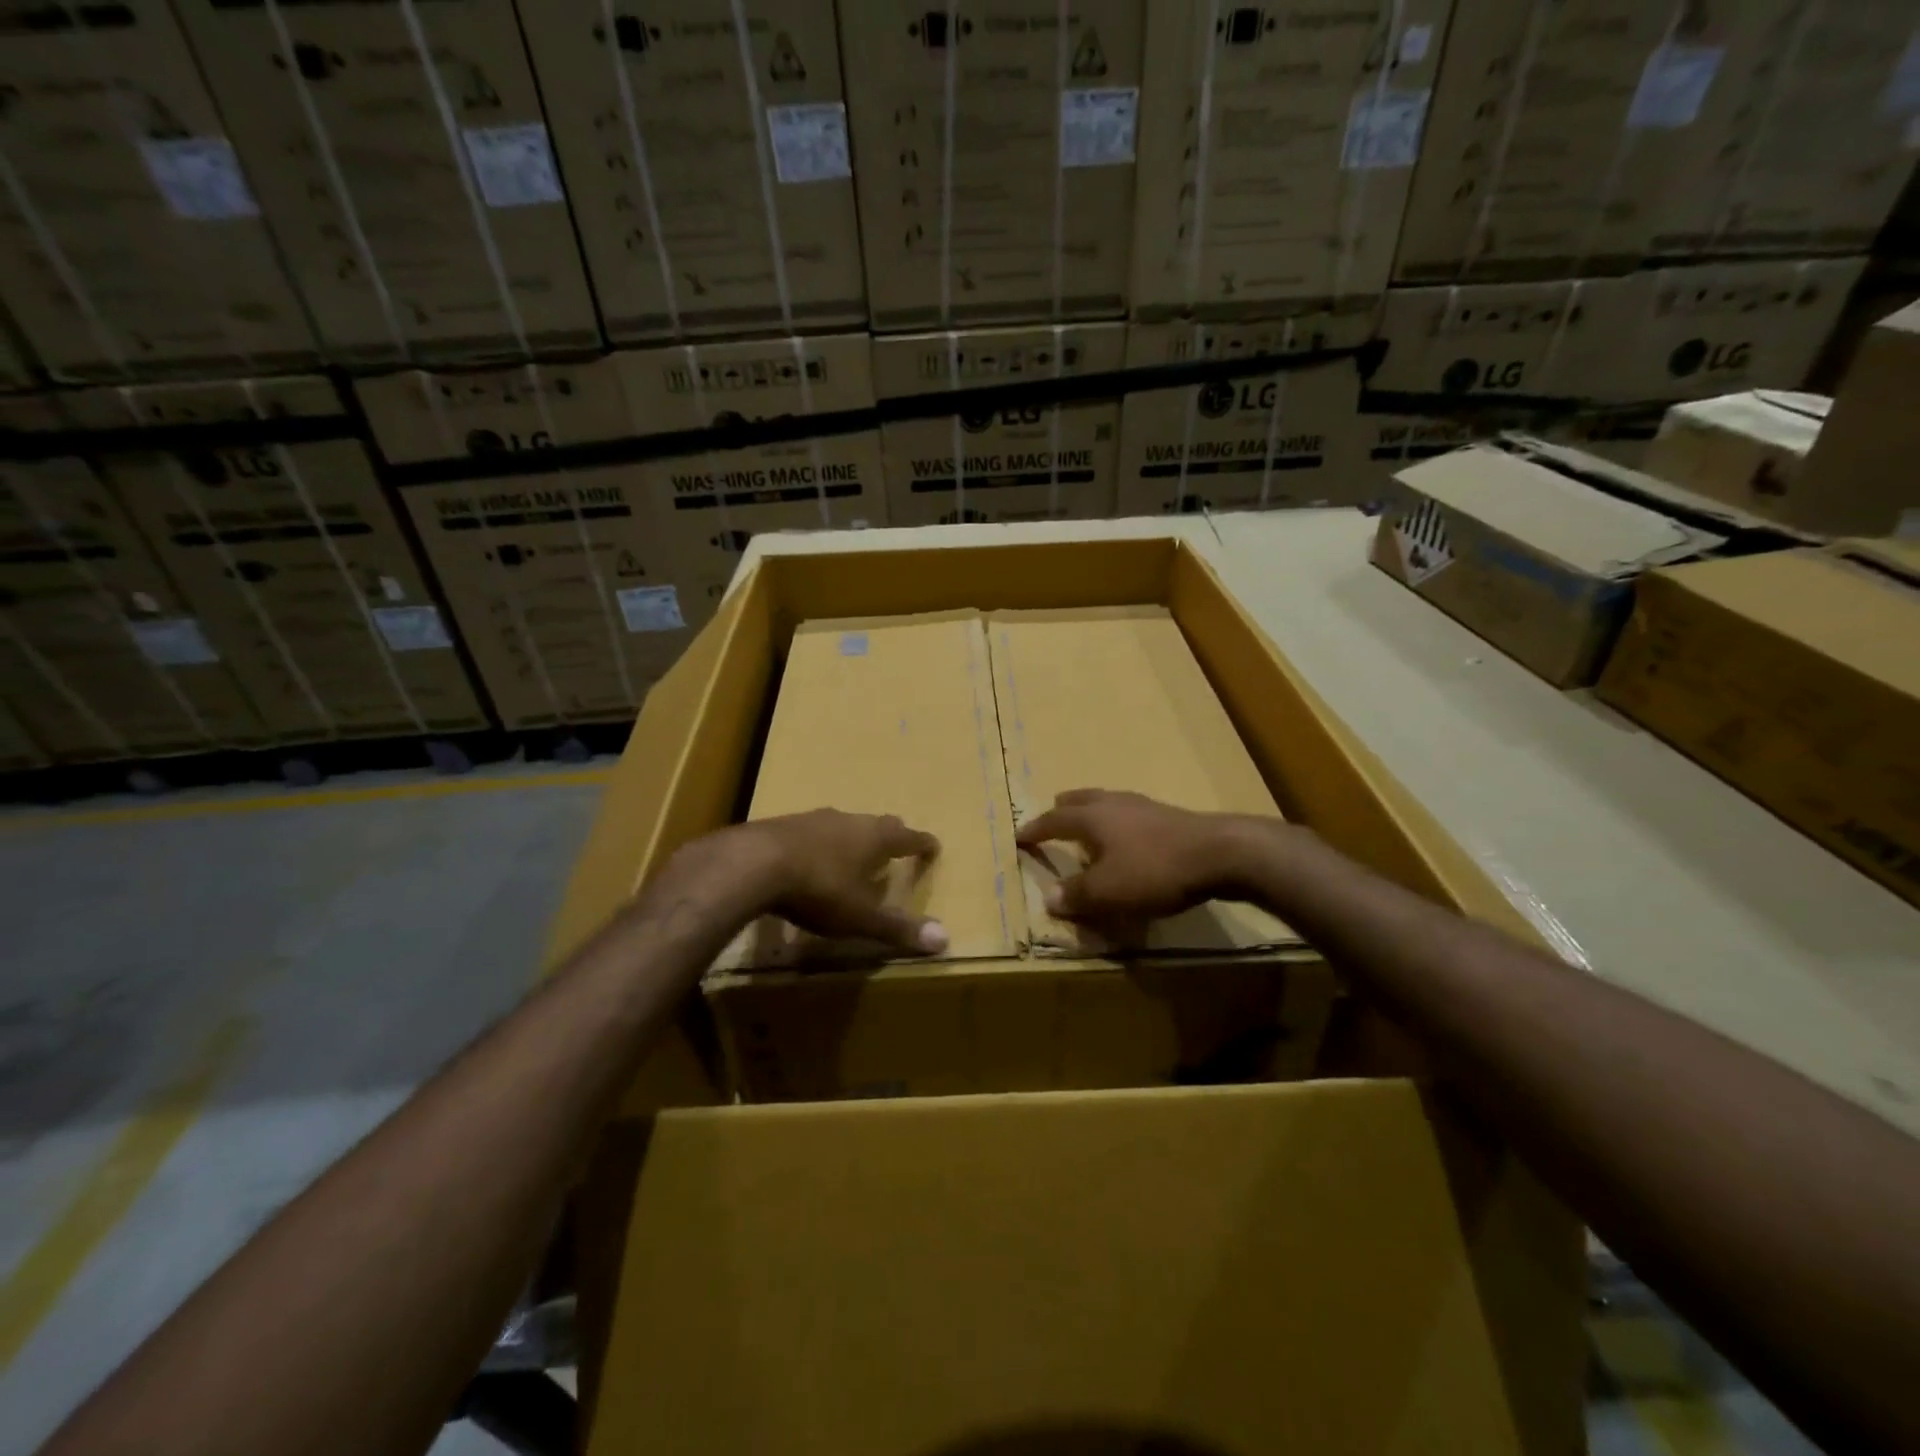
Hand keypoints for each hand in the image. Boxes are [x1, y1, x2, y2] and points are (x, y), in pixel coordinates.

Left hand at [700, 809, 947, 954]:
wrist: (753, 863)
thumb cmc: (818, 888)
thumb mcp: (859, 916)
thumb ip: (897, 928)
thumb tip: (945, 940)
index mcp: (873, 838)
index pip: (907, 837)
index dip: (922, 843)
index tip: (933, 844)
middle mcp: (848, 821)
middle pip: (877, 824)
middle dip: (889, 835)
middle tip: (896, 845)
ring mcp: (813, 819)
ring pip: (842, 825)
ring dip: (852, 838)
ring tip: (853, 854)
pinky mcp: (782, 825)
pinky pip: (811, 832)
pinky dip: (820, 844)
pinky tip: (809, 859)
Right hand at [1015, 789, 1265, 922]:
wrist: (1221, 853)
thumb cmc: (1155, 870)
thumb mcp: (1108, 891)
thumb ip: (1076, 894)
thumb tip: (1048, 897)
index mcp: (1093, 818)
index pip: (1054, 820)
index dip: (1035, 829)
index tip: (1019, 836)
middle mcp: (1115, 804)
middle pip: (1083, 800)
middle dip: (1065, 807)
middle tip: (1054, 811)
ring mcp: (1146, 807)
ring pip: (1110, 803)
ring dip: (1094, 812)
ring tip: (1090, 822)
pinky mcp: (1172, 817)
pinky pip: (1133, 814)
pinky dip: (1120, 822)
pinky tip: (1131, 837)